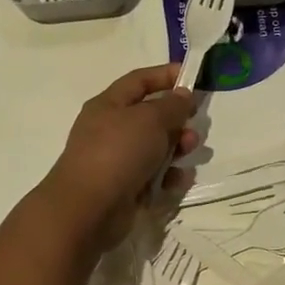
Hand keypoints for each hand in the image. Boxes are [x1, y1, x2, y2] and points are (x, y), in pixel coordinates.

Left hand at [37, 64, 196, 252]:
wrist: (88, 209)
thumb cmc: (118, 152)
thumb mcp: (150, 119)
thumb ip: (172, 105)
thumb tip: (182, 95)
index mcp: (109, 105)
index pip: (139, 81)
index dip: (165, 75)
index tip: (192, 77)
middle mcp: (111, 130)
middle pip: (150, 116)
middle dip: (176, 119)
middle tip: (195, 123)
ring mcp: (117, 160)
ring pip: (155, 147)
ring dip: (177, 147)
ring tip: (190, 150)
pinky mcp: (125, 188)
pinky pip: (154, 176)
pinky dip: (169, 176)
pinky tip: (179, 179)